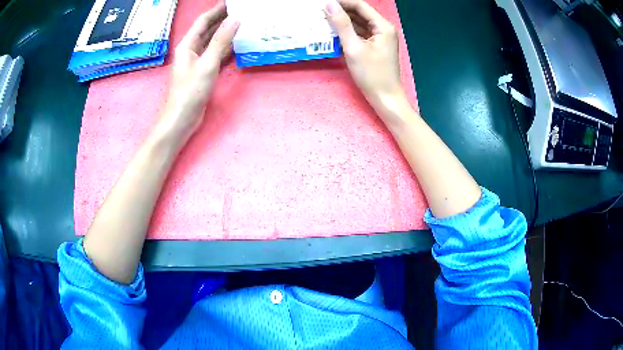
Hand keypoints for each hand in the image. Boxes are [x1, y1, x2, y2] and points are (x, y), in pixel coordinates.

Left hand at [158, 3, 238, 142]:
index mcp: (187, 45)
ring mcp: (197, 61)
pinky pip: (216, 55)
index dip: (217, 10)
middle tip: (241, 11)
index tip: (231, 2)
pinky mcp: (203, 72)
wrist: (182, 119)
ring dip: (226, 33)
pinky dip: (226, 48)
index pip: (203, 21)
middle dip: (223, 19)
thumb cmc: (190, 91)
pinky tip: (238, 44)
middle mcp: (191, 50)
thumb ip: (221, 41)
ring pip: (213, 42)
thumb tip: (235, 19)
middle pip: (208, 30)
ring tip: (243, 24)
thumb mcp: (207, 63)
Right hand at [325, 0, 404, 109]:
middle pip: (360, 13)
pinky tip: (333, 33)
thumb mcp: (353, 48)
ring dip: (343, 22)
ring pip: (359, 23)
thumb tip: (329, 4)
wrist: (386, 98)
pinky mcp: (375, 46)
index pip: (360, 6)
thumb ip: (341, 24)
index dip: (342, 2)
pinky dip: (348, 32)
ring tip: (323, 20)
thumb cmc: (371, 75)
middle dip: (341, 11)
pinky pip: (360, 34)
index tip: (323, 3)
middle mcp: (383, 29)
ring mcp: (380, 38)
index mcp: (383, 26)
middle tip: (320, 12)